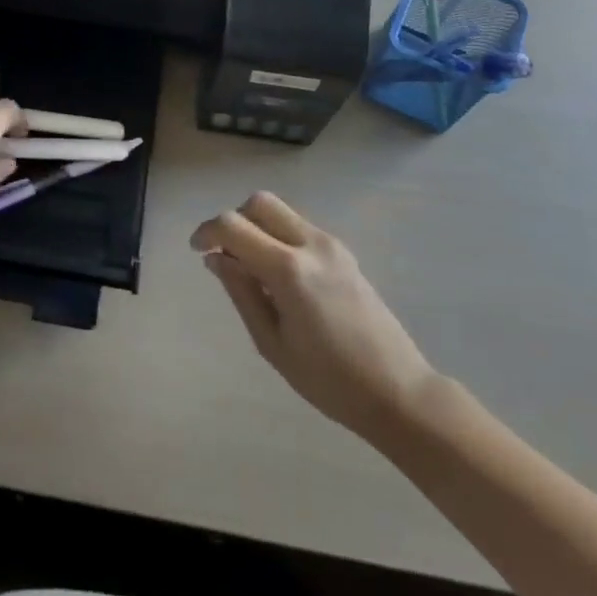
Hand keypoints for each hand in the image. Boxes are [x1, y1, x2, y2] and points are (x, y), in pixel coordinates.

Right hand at [192, 193, 436, 441]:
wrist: (399, 392)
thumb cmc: (330, 381)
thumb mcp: (272, 344)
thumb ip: (241, 293)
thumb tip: (217, 258)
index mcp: (289, 269)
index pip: (234, 226)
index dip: (207, 231)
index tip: (196, 250)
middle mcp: (311, 244)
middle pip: (260, 203)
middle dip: (234, 220)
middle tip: (225, 254)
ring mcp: (332, 245)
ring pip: (281, 211)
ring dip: (257, 227)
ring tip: (252, 270)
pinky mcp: (344, 253)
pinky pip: (299, 228)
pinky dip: (278, 236)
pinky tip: (280, 277)